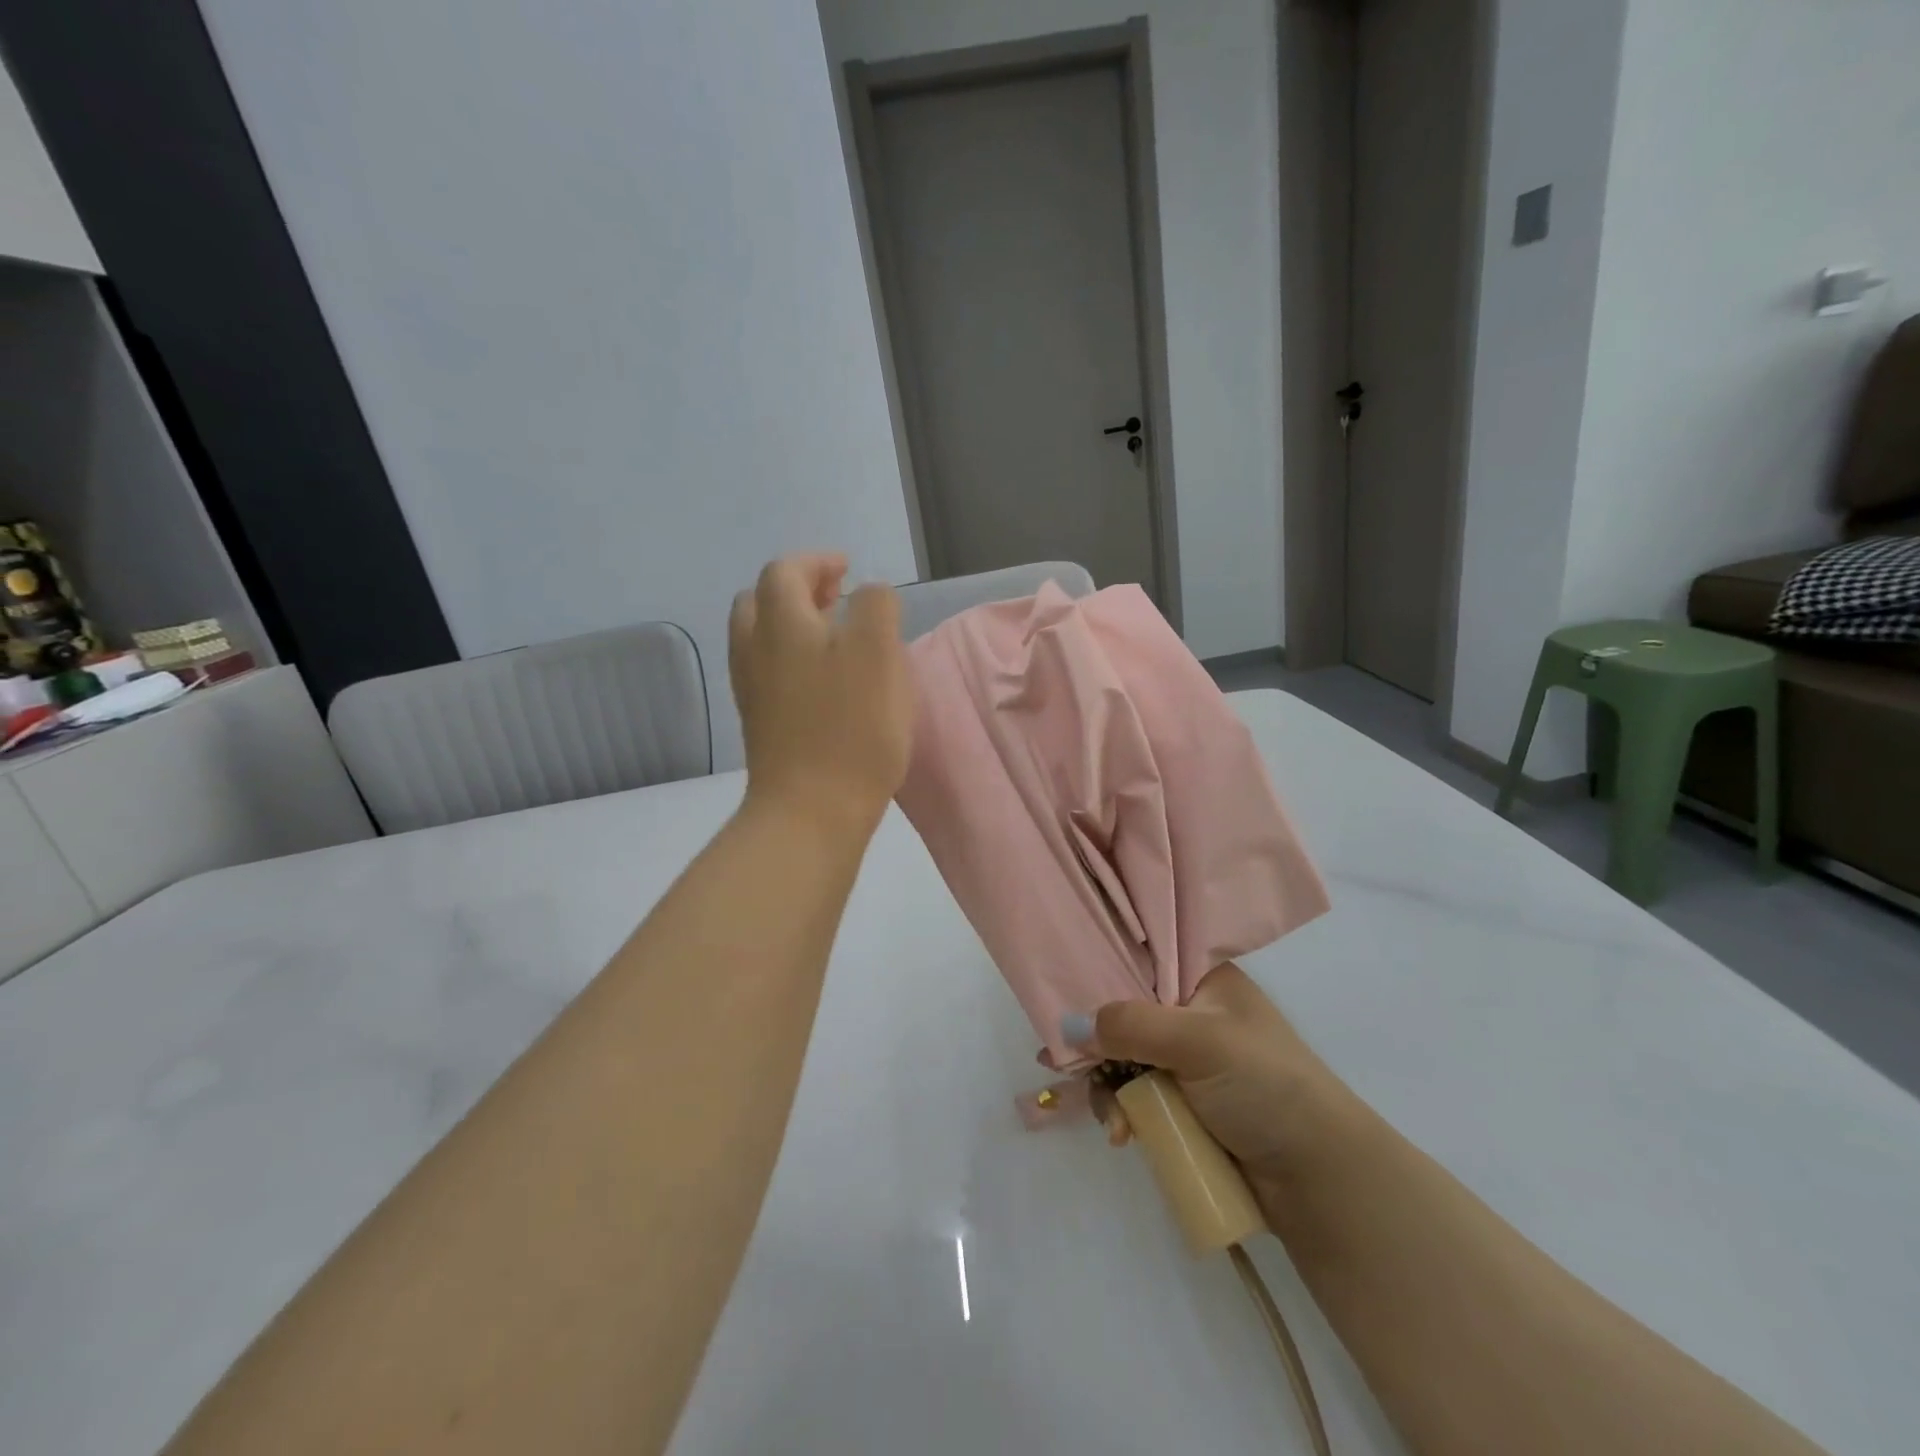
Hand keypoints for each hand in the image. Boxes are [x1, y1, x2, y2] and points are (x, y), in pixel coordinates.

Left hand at [729, 553, 912, 838]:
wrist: (810, 810)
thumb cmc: (851, 726)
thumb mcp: (879, 652)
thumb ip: (875, 607)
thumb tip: (867, 595)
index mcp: (780, 623)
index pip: (785, 570)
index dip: (817, 562)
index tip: (849, 570)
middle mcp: (754, 649)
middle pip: (760, 601)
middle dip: (797, 589)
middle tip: (836, 598)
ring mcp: (752, 689)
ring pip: (760, 638)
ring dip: (792, 625)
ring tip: (833, 637)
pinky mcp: (759, 723)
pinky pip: (767, 672)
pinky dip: (790, 658)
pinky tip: (822, 680)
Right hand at [1071, 963, 1361, 1192]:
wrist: (1319, 1178)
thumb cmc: (1265, 1085)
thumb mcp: (1199, 1041)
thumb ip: (1132, 1026)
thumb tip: (1066, 1025)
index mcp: (1203, 981)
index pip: (1139, 963)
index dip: (1098, 979)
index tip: (1060, 1000)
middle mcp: (1193, 1014)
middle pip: (1124, 1015)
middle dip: (1097, 1044)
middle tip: (1062, 1065)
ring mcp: (1188, 1063)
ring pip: (1124, 1060)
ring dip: (1108, 1087)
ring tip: (1114, 1121)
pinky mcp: (1185, 1105)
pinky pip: (1136, 1097)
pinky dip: (1124, 1112)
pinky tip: (1122, 1134)